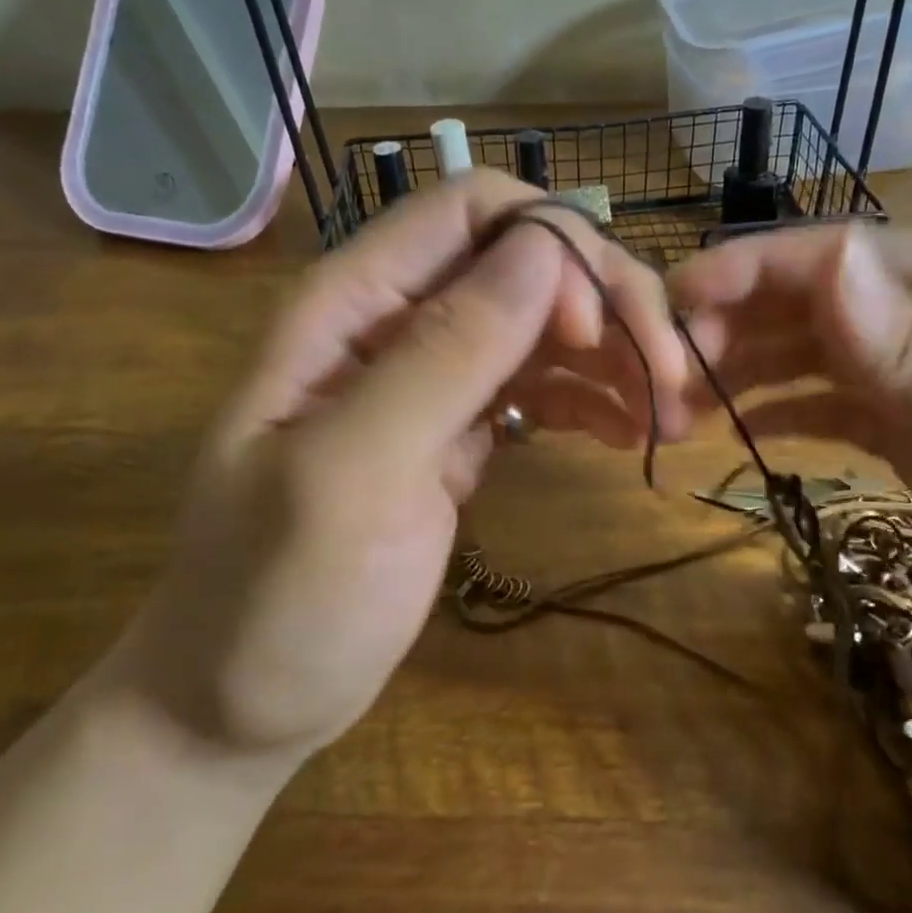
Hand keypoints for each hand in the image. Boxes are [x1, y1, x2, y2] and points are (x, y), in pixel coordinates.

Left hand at [108, 170, 684, 763]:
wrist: (241, 703)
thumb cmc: (278, 597)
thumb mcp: (357, 473)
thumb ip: (444, 352)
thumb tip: (544, 250)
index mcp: (352, 304)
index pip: (471, 209)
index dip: (552, 247)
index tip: (597, 333)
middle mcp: (396, 321)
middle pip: (524, 262)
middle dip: (606, 304)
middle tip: (670, 382)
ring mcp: (431, 378)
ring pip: (543, 323)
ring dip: (614, 354)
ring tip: (667, 417)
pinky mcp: (458, 430)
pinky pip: (538, 385)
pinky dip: (591, 397)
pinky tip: (629, 432)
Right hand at [667, 224, 911, 708]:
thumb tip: (825, 259)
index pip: (848, 258)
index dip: (757, 271)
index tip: (678, 300)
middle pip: (823, 303)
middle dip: (741, 326)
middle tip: (667, 369)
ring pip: (821, 356)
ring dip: (752, 372)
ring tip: (683, 404)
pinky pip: (838, 407)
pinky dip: (787, 412)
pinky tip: (740, 428)